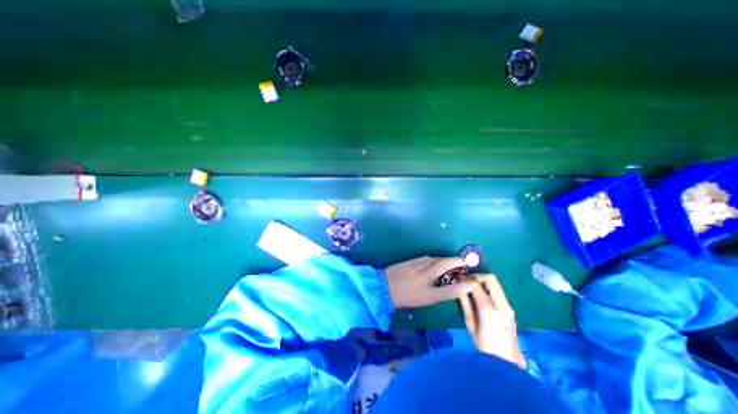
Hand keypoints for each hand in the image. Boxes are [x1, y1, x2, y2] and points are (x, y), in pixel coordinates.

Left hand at [383, 257, 481, 308]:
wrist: (383, 287)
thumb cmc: (404, 297)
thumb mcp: (422, 301)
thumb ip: (437, 293)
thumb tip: (450, 286)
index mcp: (426, 294)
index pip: (449, 291)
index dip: (462, 287)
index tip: (473, 282)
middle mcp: (422, 279)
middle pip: (442, 266)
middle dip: (455, 261)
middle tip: (463, 261)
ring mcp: (415, 267)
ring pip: (434, 259)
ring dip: (445, 259)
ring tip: (452, 261)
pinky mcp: (410, 261)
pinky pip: (425, 258)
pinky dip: (434, 258)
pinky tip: (436, 260)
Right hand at [459, 274, 526, 367]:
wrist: (506, 360)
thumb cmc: (484, 344)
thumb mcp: (470, 323)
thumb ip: (465, 303)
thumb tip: (458, 286)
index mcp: (489, 311)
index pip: (477, 286)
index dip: (466, 279)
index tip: (458, 278)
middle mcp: (502, 305)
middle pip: (491, 279)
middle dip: (477, 275)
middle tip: (466, 280)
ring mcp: (508, 306)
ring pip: (495, 282)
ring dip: (482, 280)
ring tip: (471, 285)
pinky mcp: (509, 307)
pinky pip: (497, 289)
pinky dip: (487, 286)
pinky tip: (479, 292)